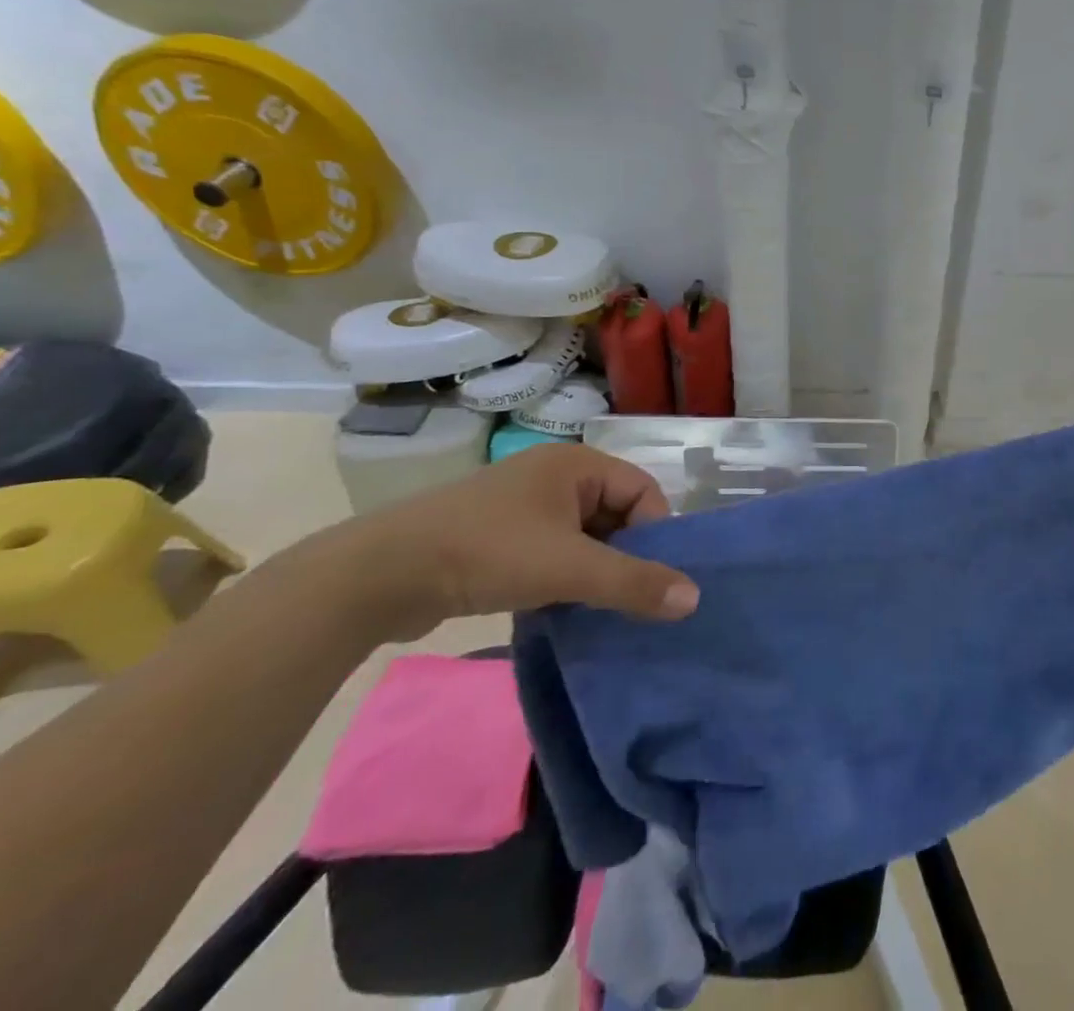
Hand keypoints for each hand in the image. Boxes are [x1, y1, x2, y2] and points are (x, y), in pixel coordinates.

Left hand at [329, 443, 700, 641]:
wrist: (378, 575)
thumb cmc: (487, 553)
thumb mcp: (569, 568)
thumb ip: (634, 583)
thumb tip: (695, 598)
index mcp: (577, 464)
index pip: (643, 492)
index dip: (654, 534)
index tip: (650, 579)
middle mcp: (554, 475)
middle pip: (616, 514)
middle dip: (625, 557)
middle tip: (626, 600)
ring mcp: (523, 506)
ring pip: (584, 537)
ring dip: (593, 572)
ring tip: (595, 610)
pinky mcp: (498, 536)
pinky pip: (553, 551)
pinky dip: (563, 578)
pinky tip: (558, 610)